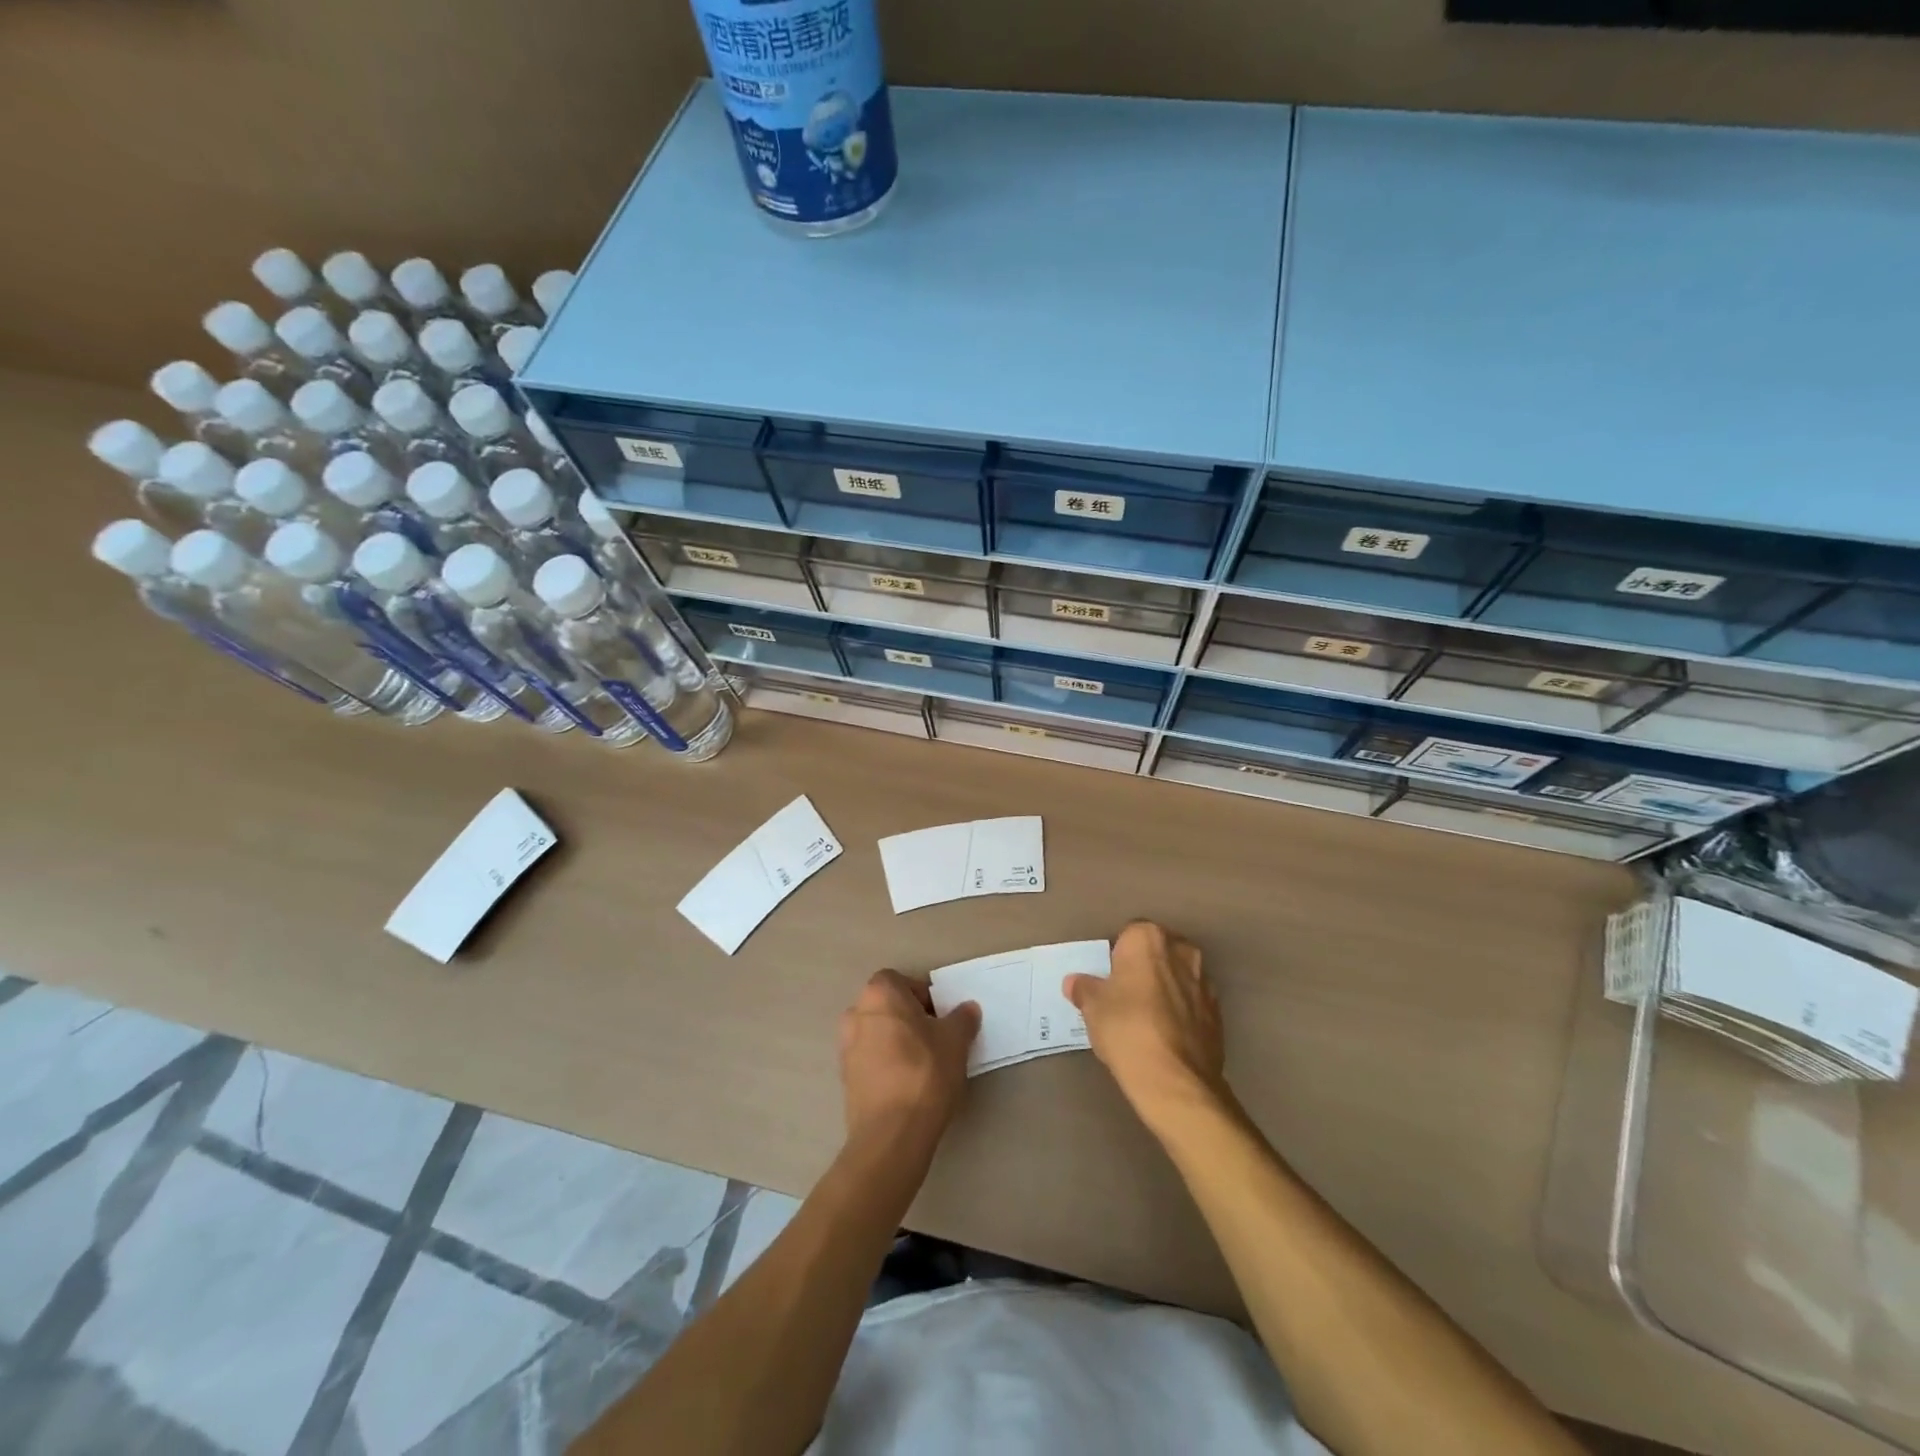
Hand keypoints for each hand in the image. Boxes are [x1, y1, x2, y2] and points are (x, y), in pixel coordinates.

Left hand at [839, 970, 979, 1149]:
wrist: (891, 1133)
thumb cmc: (925, 1072)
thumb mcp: (955, 1041)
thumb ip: (962, 1018)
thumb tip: (967, 1009)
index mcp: (879, 994)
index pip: (902, 981)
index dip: (923, 996)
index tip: (941, 1018)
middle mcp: (856, 1013)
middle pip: (888, 1007)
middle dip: (910, 1018)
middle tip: (935, 1039)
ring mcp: (846, 1047)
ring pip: (878, 1033)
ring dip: (897, 1042)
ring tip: (923, 1065)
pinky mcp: (845, 1078)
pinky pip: (870, 1059)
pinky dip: (886, 1065)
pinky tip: (907, 1085)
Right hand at [1066, 921, 1225, 1129]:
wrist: (1175, 1079)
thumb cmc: (1126, 1028)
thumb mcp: (1092, 1007)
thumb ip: (1084, 988)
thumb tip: (1075, 982)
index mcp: (1149, 938)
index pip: (1128, 935)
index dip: (1117, 956)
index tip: (1109, 979)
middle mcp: (1182, 950)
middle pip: (1157, 952)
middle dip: (1145, 968)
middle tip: (1125, 996)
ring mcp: (1205, 981)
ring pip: (1178, 977)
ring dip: (1166, 989)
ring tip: (1147, 1019)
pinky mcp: (1219, 1012)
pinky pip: (1192, 1003)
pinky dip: (1182, 1013)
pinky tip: (1166, 1037)